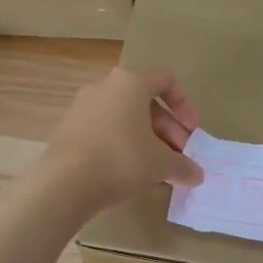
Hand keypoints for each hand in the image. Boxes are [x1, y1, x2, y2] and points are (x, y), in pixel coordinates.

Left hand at [40, 66, 202, 212]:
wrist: (65, 182)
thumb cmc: (122, 159)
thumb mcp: (162, 163)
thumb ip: (184, 166)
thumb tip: (197, 176)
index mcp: (130, 82)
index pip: (166, 80)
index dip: (185, 105)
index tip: (192, 132)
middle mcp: (105, 86)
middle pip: (146, 102)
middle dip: (168, 129)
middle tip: (179, 156)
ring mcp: (83, 107)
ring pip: (125, 118)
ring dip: (147, 139)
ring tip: (157, 168)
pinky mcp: (69, 129)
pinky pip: (106, 130)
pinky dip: (124, 145)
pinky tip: (131, 172)